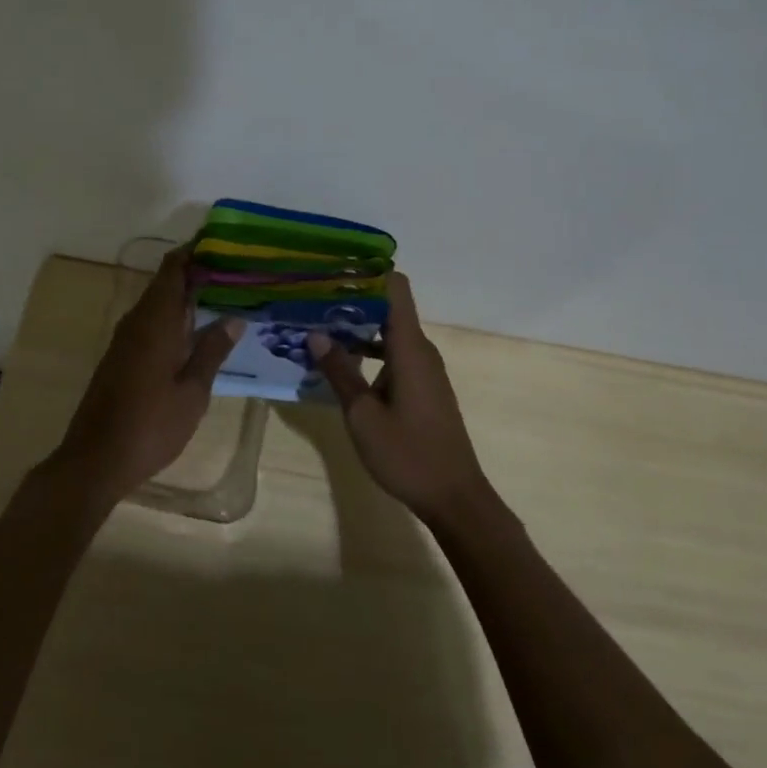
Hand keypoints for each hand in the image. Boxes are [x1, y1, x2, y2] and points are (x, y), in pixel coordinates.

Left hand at [51, 248, 244, 503]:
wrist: (95, 459)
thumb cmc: (150, 425)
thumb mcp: (192, 391)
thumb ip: (212, 351)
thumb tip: (234, 318)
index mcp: (156, 321)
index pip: (173, 269)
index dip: (194, 252)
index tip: (221, 244)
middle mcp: (137, 322)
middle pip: (165, 283)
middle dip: (195, 273)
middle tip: (233, 272)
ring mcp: (125, 340)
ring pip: (157, 304)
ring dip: (185, 296)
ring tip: (222, 296)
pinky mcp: (120, 358)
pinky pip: (150, 323)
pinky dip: (173, 318)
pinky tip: (195, 332)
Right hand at [309, 273, 488, 524]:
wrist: (455, 498)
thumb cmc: (408, 454)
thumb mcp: (362, 415)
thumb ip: (340, 371)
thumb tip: (316, 333)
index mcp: (409, 347)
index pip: (395, 288)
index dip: (367, 273)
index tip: (332, 270)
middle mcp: (420, 350)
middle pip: (388, 307)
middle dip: (351, 300)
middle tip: (311, 300)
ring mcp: (424, 369)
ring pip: (389, 333)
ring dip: (357, 329)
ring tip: (317, 328)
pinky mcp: (423, 388)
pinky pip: (394, 354)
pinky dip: (369, 352)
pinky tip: (341, 365)